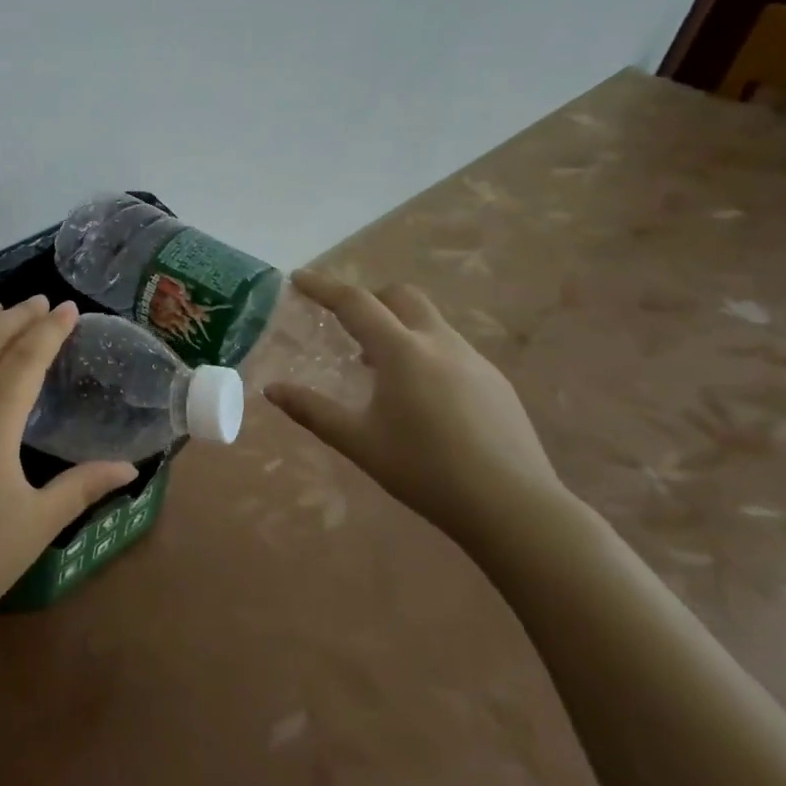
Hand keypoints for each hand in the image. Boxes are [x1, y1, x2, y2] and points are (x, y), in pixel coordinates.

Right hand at [265, 270, 570, 550]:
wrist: (514, 508)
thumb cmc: (426, 471)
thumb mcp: (359, 442)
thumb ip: (312, 411)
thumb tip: (271, 390)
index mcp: (402, 352)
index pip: (355, 303)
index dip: (323, 287)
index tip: (298, 278)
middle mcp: (440, 343)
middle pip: (400, 297)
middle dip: (369, 299)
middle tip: (345, 325)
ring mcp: (474, 361)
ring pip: (428, 322)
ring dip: (397, 328)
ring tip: (378, 369)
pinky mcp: (496, 382)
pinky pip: (450, 349)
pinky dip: (423, 352)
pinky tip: (420, 397)